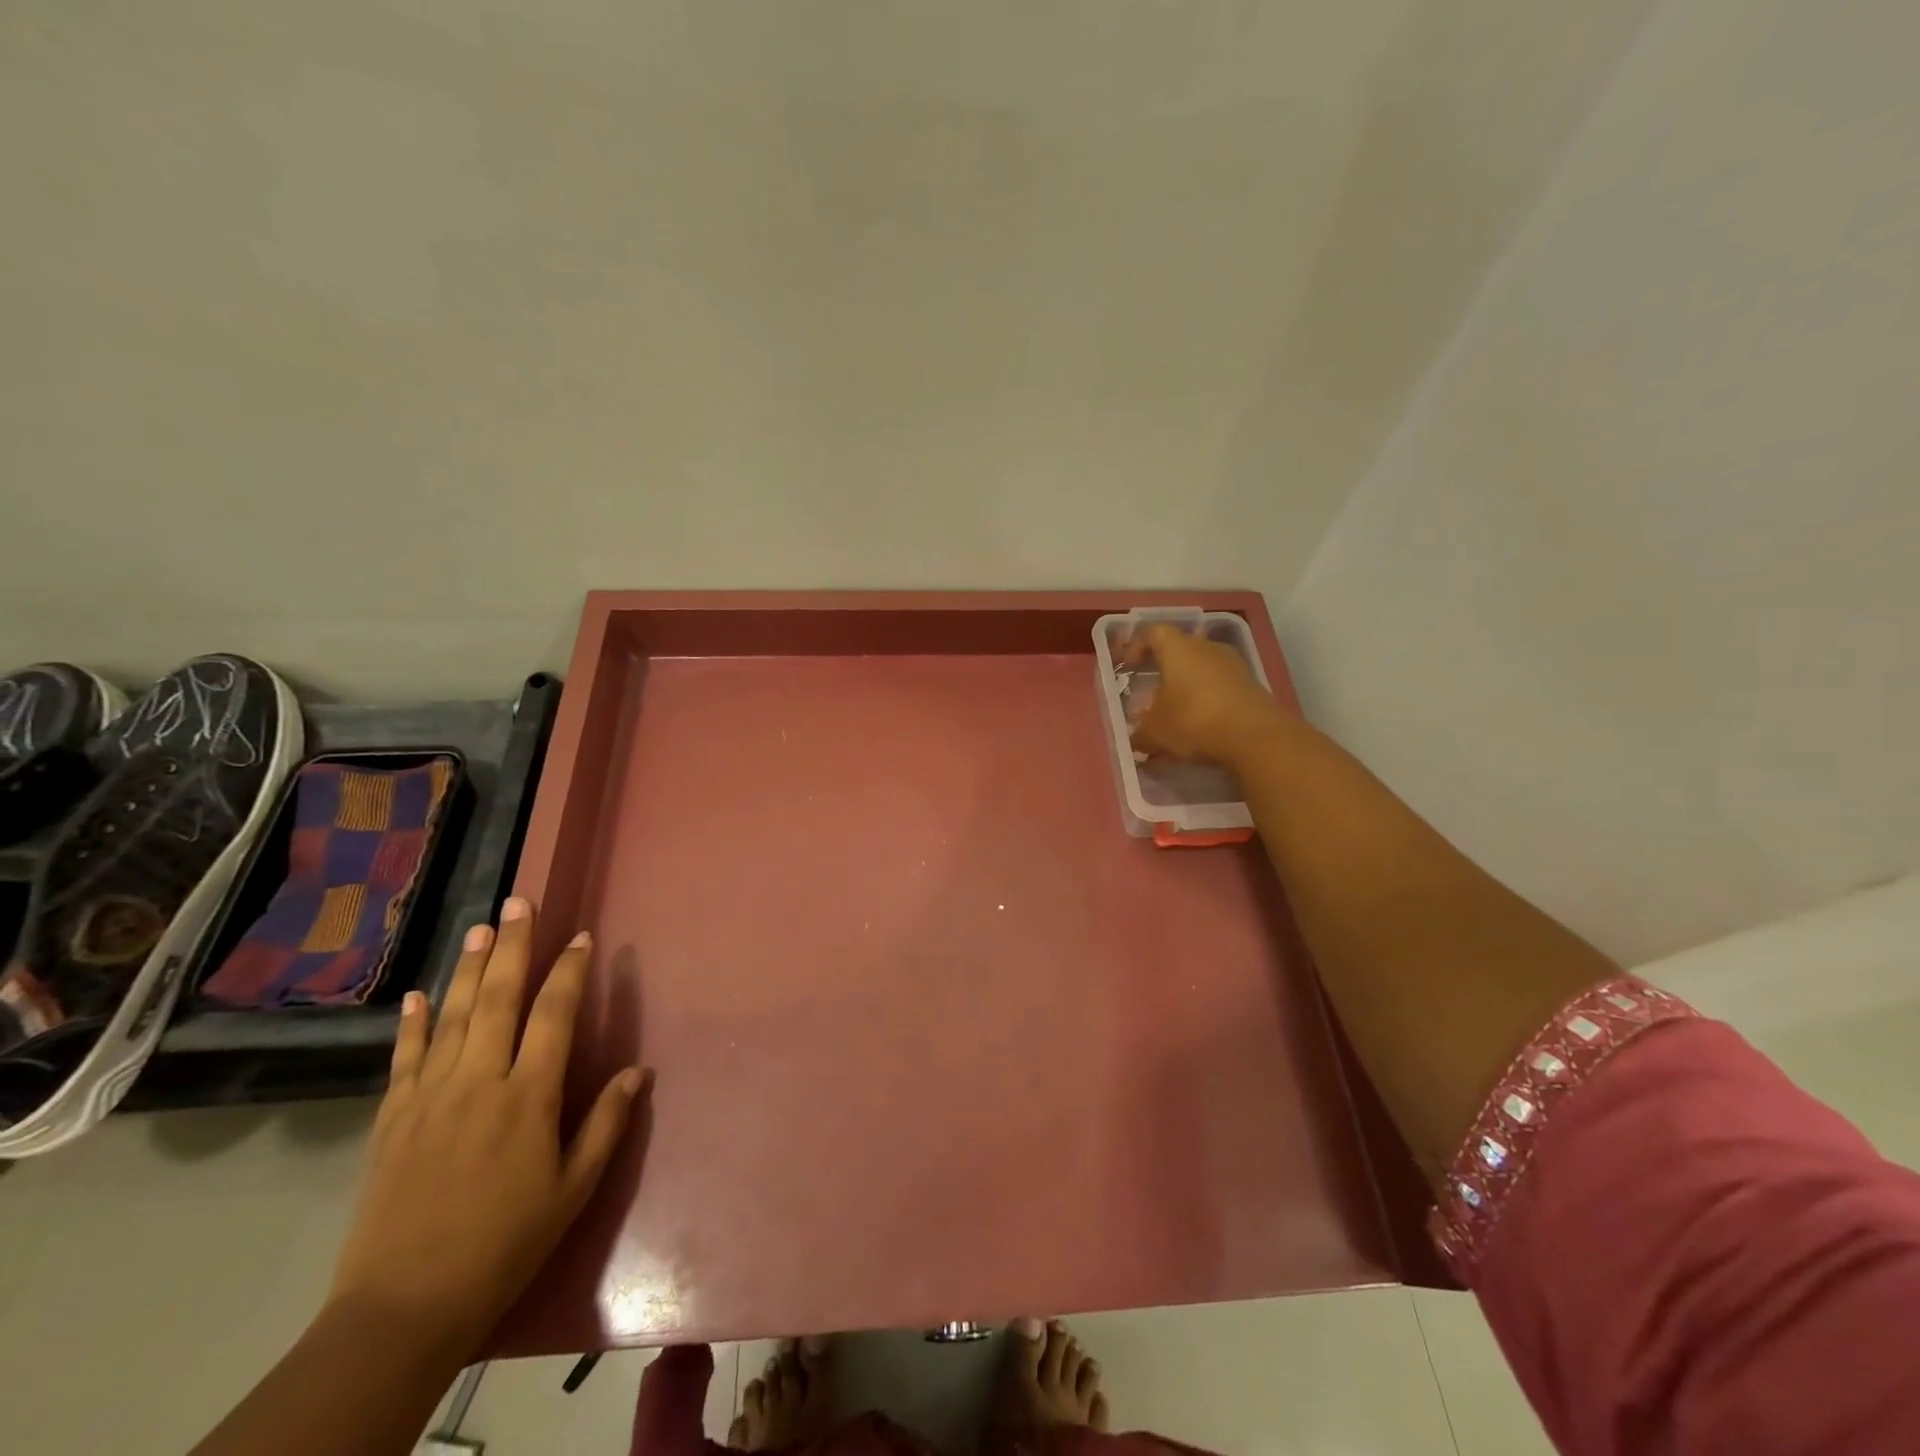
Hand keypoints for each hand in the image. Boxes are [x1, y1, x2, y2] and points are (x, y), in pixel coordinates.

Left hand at [325, 897, 643, 1357]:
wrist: (403, 1309)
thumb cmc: (505, 1244)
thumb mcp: (572, 1190)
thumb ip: (605, 1123)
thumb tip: (638, 1070)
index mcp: (527, 1097)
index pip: (554, 1015)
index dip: (570, 971)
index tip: (582, 938)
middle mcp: (478, 1082)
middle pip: (497, 998)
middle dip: (512, 946)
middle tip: (519, 902)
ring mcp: (429, 1097)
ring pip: (452, 1016)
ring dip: (467, 968)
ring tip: (479, 927)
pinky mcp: (392, 1119)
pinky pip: (404, 1059)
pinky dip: (412, 1023)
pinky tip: (417, 995)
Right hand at [1121, 623, 1286, 766]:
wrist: (1256, 737)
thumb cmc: (1193, 721)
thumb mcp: (1155, 731)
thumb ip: (1141, 732)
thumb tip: (1137, 737)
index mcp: (1178, 648)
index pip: (1154, 632)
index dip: (1138, 646)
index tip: (1128, 666)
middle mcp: (1206, 647)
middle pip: (1180, 650)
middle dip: (1163, 671)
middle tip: (1150, 694)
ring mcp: (1233, 665)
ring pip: (1201, 670)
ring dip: (1187, 688)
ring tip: (1176, 715)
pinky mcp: (1251, 685)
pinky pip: (1220, 687)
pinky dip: (1207, 701)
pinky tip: (1201, 727)